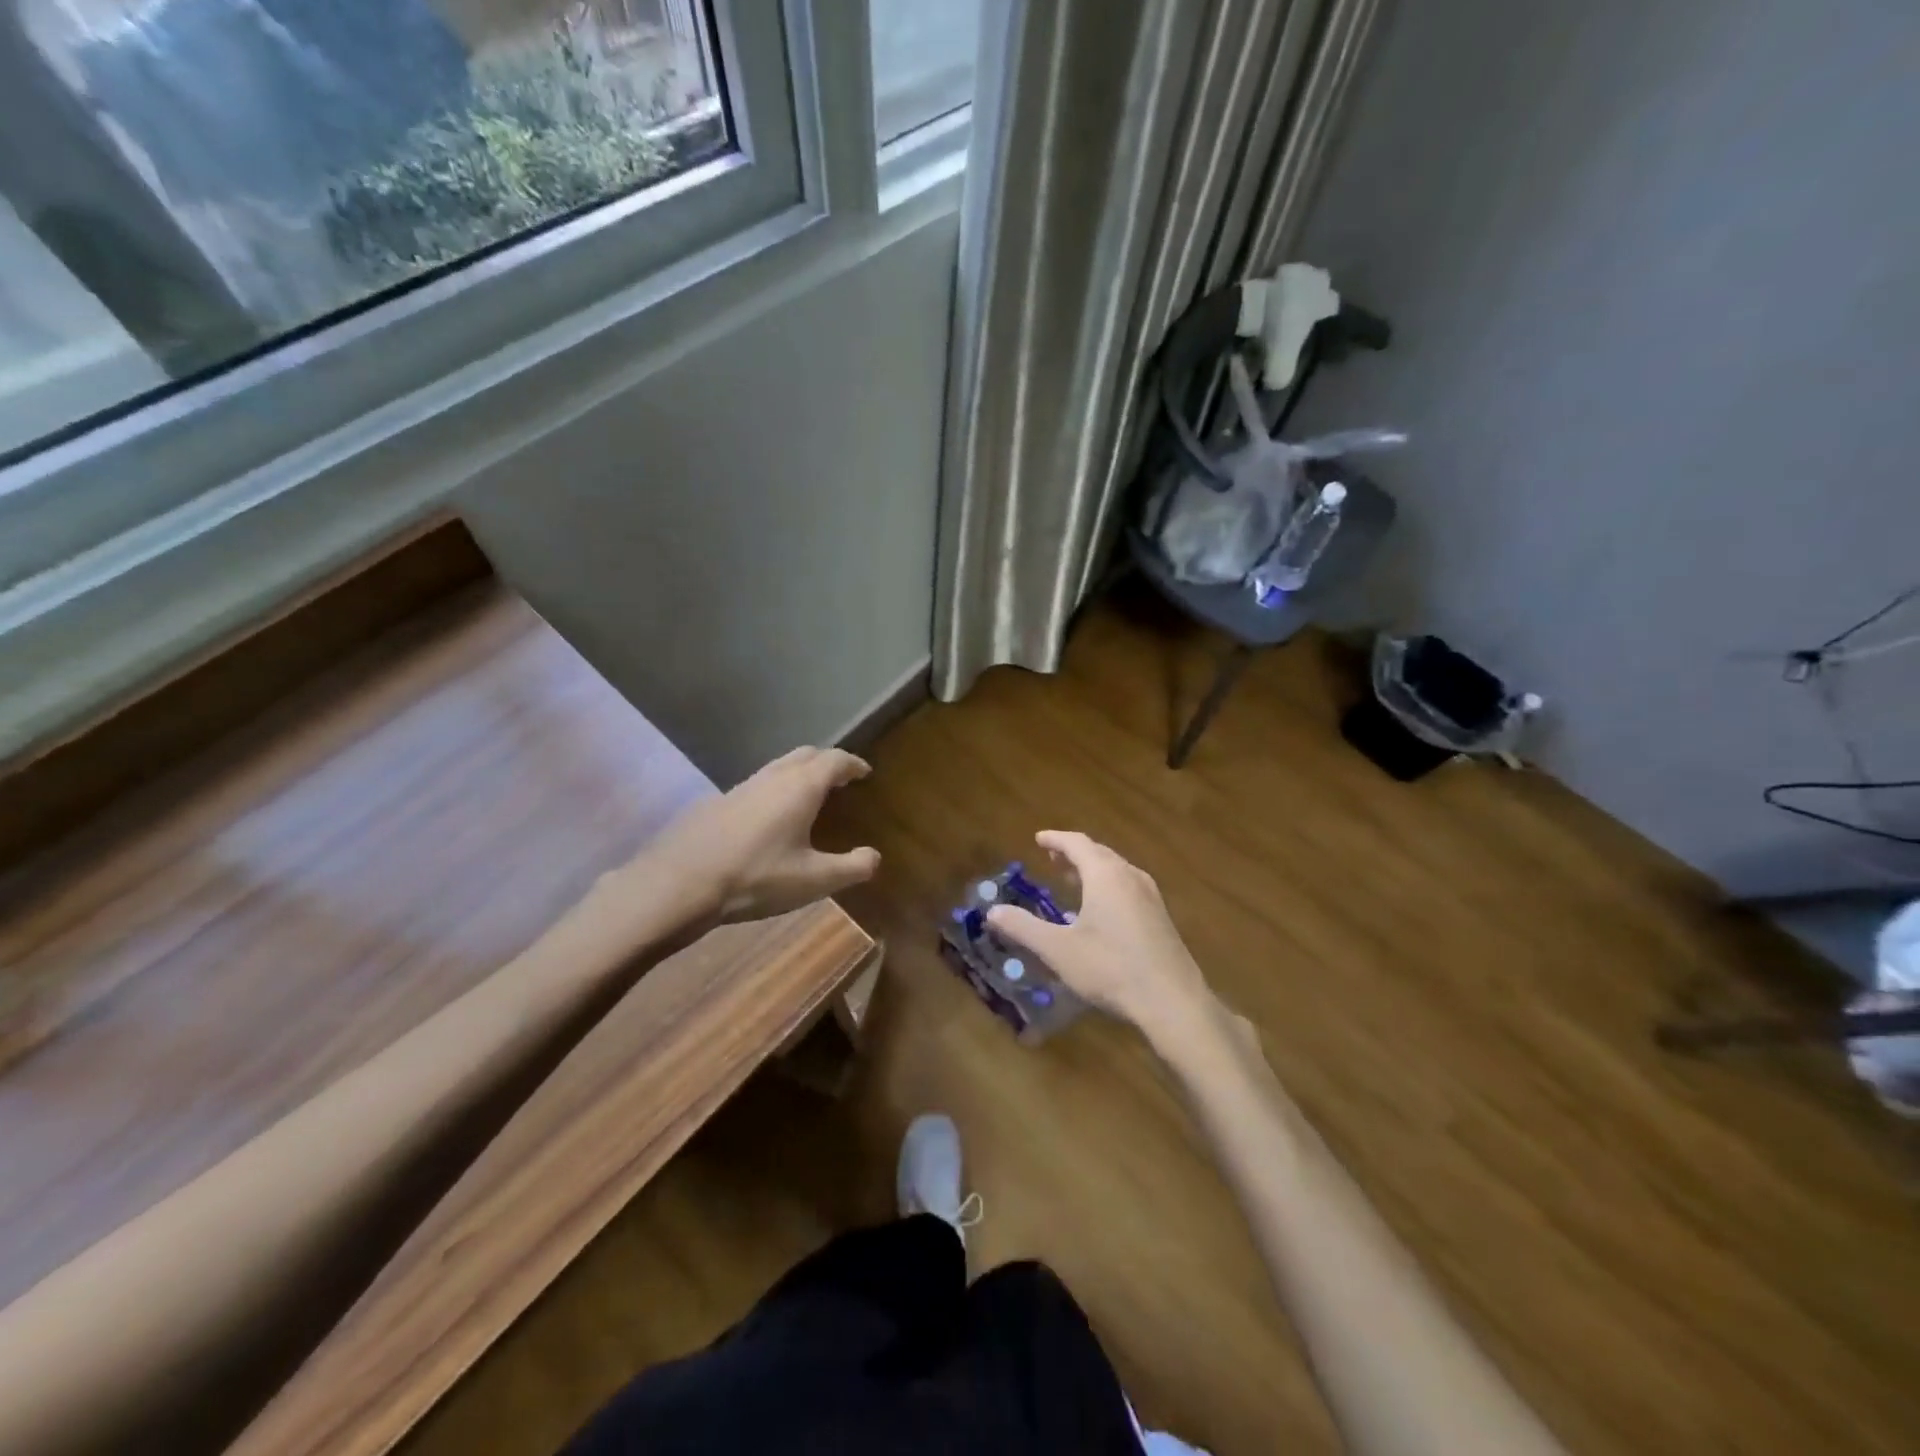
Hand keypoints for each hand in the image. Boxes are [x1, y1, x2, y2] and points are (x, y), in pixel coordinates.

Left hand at [640, 747, 879, 928]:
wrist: (681, 884)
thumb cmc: (757, 878)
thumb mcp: (813, 880)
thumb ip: (851, 868)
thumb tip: (874, 857)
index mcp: (801, 787)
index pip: (835, 761)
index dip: (853, 764)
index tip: (864, 772)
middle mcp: (772, 777)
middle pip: (806, 755)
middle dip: (826, 761)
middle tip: (840, 778)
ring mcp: (741, 787)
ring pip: (778, 767)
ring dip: (799, 772)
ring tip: (809, 794)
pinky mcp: (718, 802)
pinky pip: (757, 784)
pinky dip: (775, 788)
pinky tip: (770, 816)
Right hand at [986, 831, 1217, 1046]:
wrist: (1172, 1001)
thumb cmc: (1111, 968)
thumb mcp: (1058, 950)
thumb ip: (1023, 928)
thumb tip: (991, 911)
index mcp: (1105, 875)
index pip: (1077, 843)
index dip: (1055, 839)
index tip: (1038, 838)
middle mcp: (1130, 876)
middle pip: (1099, 853)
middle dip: (1073, 852)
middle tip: (1051, 857)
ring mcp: (1150, 896)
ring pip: (1116, 870)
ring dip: (1092, 869)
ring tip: (1072, 879)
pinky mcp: (1160, 917)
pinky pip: (1128, 887)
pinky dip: (1107, 885)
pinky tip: (1100, 911)